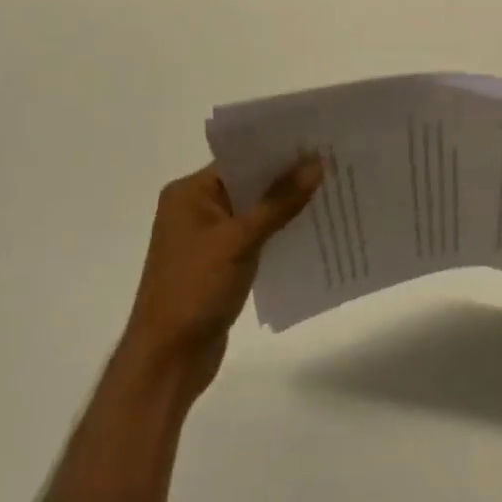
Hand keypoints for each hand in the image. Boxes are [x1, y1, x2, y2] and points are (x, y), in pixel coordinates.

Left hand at [116, 156, 322, 404]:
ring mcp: (208, 238)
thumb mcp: (239, 240)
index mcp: (189, 193)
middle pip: (249, 182)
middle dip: (287, 176)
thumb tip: (317, 163)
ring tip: (332, 190)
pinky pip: (256, 236)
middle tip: (333, 162)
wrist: (168, 361)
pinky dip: (279, 231)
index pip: (240, 158)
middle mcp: (196, 208)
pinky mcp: (221, 263)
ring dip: (287, 205)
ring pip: (255, 210)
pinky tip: (313, 228)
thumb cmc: (195, 290)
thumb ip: (279, 202)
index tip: (318, 140)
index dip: (277, 149)